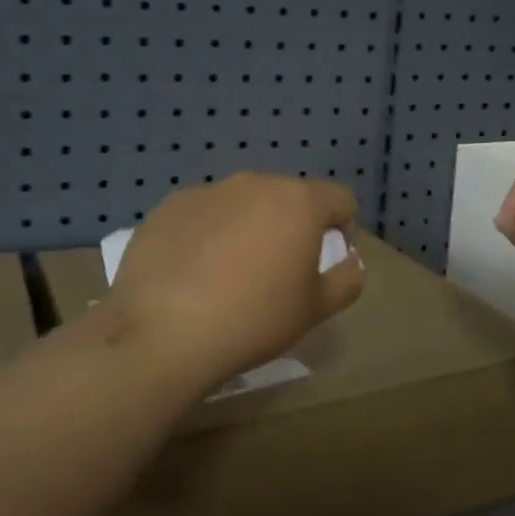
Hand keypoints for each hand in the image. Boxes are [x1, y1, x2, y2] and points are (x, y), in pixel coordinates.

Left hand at [109, 172, 364, 387]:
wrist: (164, 332)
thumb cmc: (254, 319)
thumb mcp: (316, 310)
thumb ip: (346, 279)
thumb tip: (350, 260)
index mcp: (299, 202)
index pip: (340, 199)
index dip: (342, 227)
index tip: (324, 261)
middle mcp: (255, 183)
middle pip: (288, 196)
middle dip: (291, 225)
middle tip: (276, 270)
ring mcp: (208, 191)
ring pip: (243, 202)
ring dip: (248, 225)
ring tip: (229, 272)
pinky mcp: (169, 206)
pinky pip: (203, 213)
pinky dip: (206, 232)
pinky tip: (192, 272)